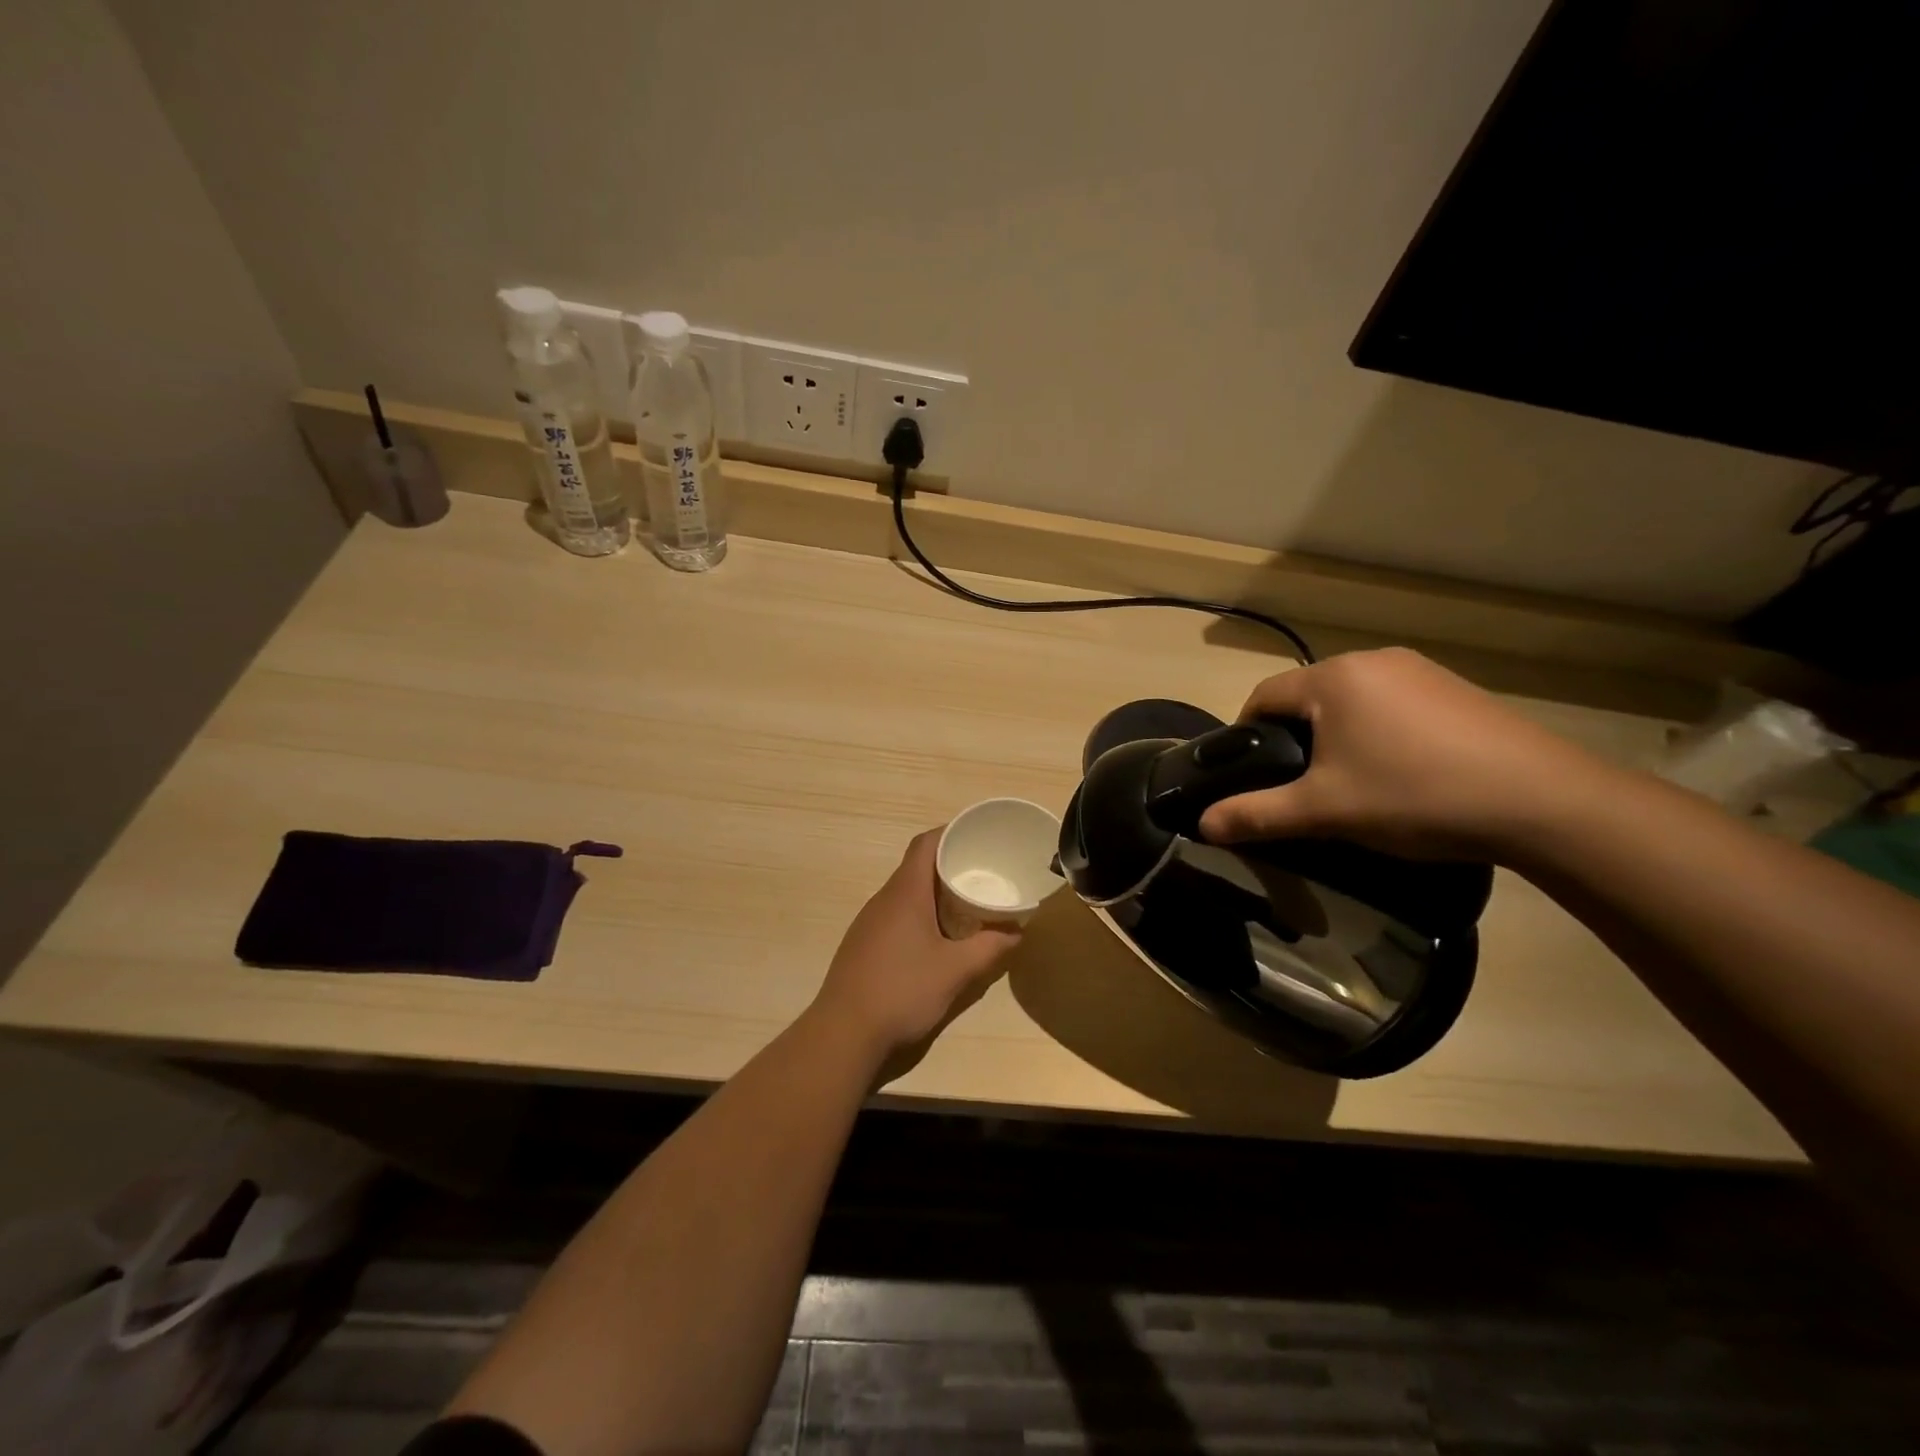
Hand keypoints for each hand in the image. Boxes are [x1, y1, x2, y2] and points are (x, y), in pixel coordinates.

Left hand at [809, 829, 1020, 1071]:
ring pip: (906, 893)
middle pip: (916, 866)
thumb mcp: (955, 971)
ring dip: (934, 892)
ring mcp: (869, 922)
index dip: (950, 833)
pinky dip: (920, 914)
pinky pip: (896, 915)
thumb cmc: (902, 990)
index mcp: (905, 893)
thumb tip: (1018, 932)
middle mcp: (884, 899)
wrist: (843, 1033)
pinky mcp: (863, 944)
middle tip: (983, 874)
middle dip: (949, 865)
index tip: (978, 837)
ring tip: (966, 904)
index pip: (925, 844)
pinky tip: (936, 938)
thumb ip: (990, 948)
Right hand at [1196, 648, 1610, 860]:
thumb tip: (1203, 824)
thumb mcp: (1324, 811)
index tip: (1250, 774)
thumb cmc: (1414, 795)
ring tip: (1351, 784)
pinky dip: (1378, 733)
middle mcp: (1372, 660)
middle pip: (1307, 697)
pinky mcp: (1456, 690)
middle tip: (1300, 787)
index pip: (1263, 695)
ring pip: (1351, 701)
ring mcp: (1420, 671)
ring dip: (1337, 736)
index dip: (1246, 734)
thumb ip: (1257, 814)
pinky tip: (1401, 773)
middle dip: (1294, 738)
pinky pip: (1392, 705)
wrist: (1543, 802)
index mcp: (1333, 678)